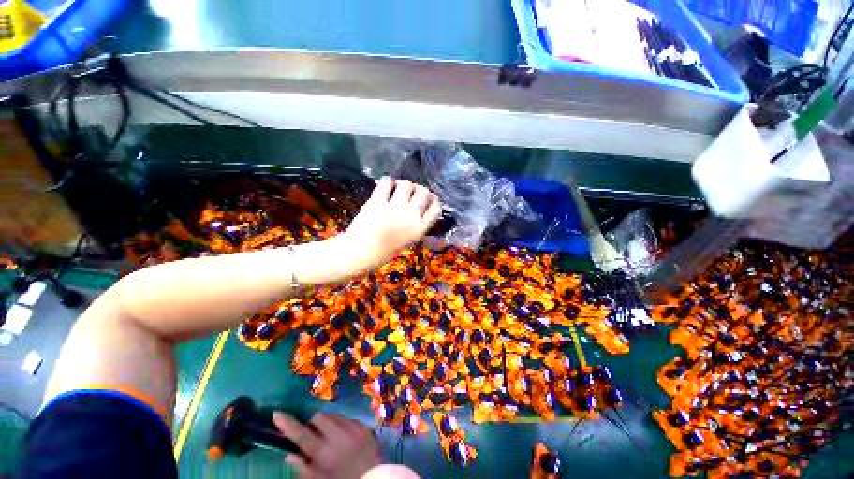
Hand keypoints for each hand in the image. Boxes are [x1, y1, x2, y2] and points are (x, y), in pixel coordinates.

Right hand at [274, 412, 380, 478]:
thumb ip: (303, 468)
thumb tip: (289, 454)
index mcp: (323, 453)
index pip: (301, 434)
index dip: (288, 424)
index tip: (277, 414)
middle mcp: (337, 436)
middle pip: (319, 418)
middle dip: (312, 423)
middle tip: (312, 434)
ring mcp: (353, 428)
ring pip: (334, 415)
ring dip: (327, 422)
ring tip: (329, 435)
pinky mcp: (364, 426)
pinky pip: (348, 419)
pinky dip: (342, 425)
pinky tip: (343, 437)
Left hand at [345, 178, 440, 266]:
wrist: (362, 251)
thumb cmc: (386, 251)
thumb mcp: (408, 242)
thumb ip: (417, 229)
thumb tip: (425, 220)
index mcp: (420, 228)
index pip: (436, 209)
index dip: (434, 200)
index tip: (429, 198)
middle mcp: (411, 215)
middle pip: (424, 193)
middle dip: (419, 189)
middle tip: (412, 191)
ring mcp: (395, 207)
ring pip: (407, 184)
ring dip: (403, 183)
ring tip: (398, 187)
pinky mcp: (379, 201)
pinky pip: (387, 183)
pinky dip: (387, 181)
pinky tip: (385, 184)